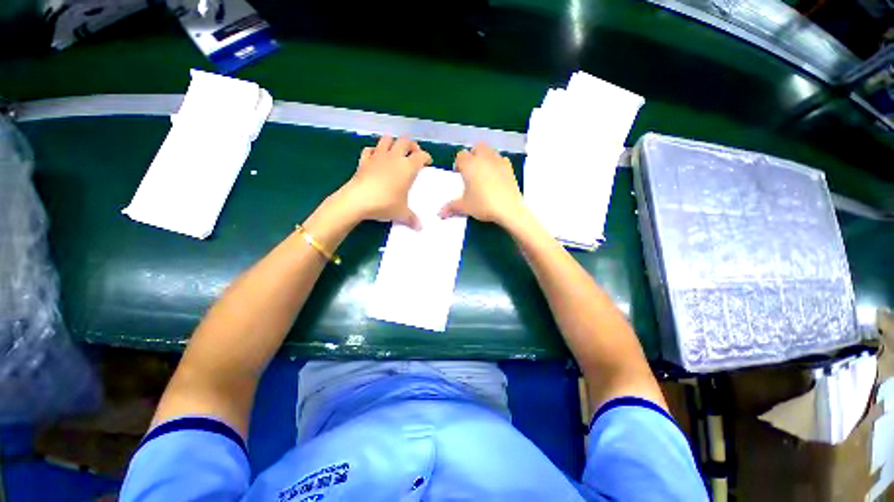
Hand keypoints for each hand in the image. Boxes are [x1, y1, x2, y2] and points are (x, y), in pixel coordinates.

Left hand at [339, 136, 431, 228]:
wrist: (358, 200)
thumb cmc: (385, 204)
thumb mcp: (402, 213)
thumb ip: (412, 219)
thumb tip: (420, 228)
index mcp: (407, 167)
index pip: (421, 156)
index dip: (426, 157)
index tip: (427, 163)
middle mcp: (394, 157)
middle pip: (405, 141)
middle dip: (411, 145)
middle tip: (413, 154)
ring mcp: (377, 156)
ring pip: (387, 139)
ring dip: (393, 143)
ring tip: (395, 152)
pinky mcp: (364, 160)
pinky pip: (369, 149)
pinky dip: (374, 151)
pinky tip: (376, 158)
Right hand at [439, 142, 525, 226]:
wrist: (508, 208)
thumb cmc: (483, 204)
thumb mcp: (465, 207)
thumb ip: (451, 208)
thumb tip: (440, 214)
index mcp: (469, 164)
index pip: (461, 155)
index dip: (458, 163)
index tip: (458, 174)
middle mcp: (484, 158)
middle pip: (477, 147)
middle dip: (473, 155)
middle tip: (471, 170)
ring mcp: (498, 161)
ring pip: (490, 151)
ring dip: (485, 157)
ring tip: (483, 172)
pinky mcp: (510, 168)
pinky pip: (502, 160)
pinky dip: (497, 164)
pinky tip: (496, 176)